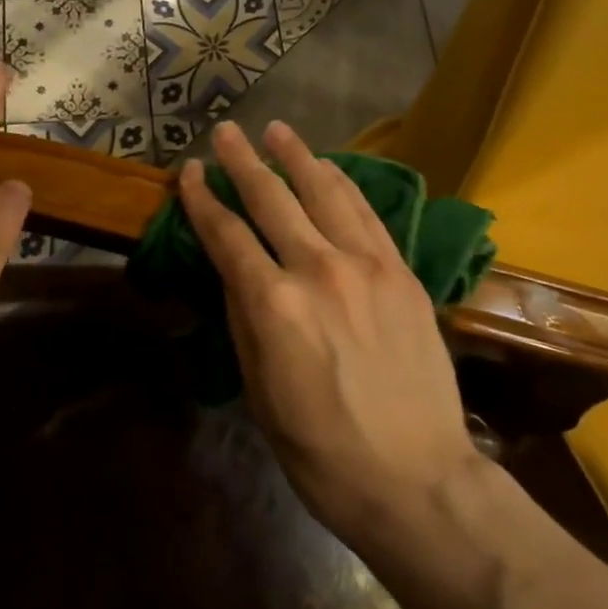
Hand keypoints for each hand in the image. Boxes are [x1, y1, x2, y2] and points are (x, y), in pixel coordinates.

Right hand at [178, 120, 482, 545]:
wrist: (416, 478)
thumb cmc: (322, 450)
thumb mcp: (259, 391)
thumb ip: (245, 319)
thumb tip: (235, 270)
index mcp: (273, 305)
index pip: (227, 235)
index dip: (203, 199)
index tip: (190, 172)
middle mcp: (318, 269)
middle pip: (272, 199)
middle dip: (243, 161)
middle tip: (226, 131)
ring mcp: (367, 265)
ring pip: (324, 192)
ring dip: (296, 157)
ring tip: (276, 130)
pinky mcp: (402, 272)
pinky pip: (366, 213)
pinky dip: (343, 184)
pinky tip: (328, 168)